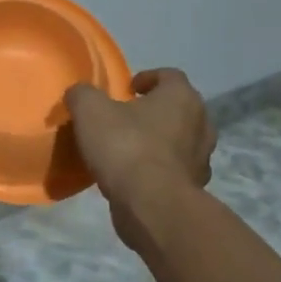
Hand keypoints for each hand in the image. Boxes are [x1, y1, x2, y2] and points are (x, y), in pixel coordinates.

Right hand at [65, 68, 212, 249]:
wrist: (152, 205)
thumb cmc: (126, 146)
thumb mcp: (90, 111)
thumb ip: (83, 94)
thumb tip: (79, 93)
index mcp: (182, 97)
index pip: (170, 76)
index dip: (147, 78)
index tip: (127, 89)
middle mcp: (201, 123)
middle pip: (179, 108)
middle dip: (155, 110)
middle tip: (127, 117)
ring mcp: (201, 158)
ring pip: (180, 140)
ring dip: (159, 140)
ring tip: (130, 148)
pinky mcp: (194, 187)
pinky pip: (175, 169)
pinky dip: (159, 168)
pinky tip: (135, 175)